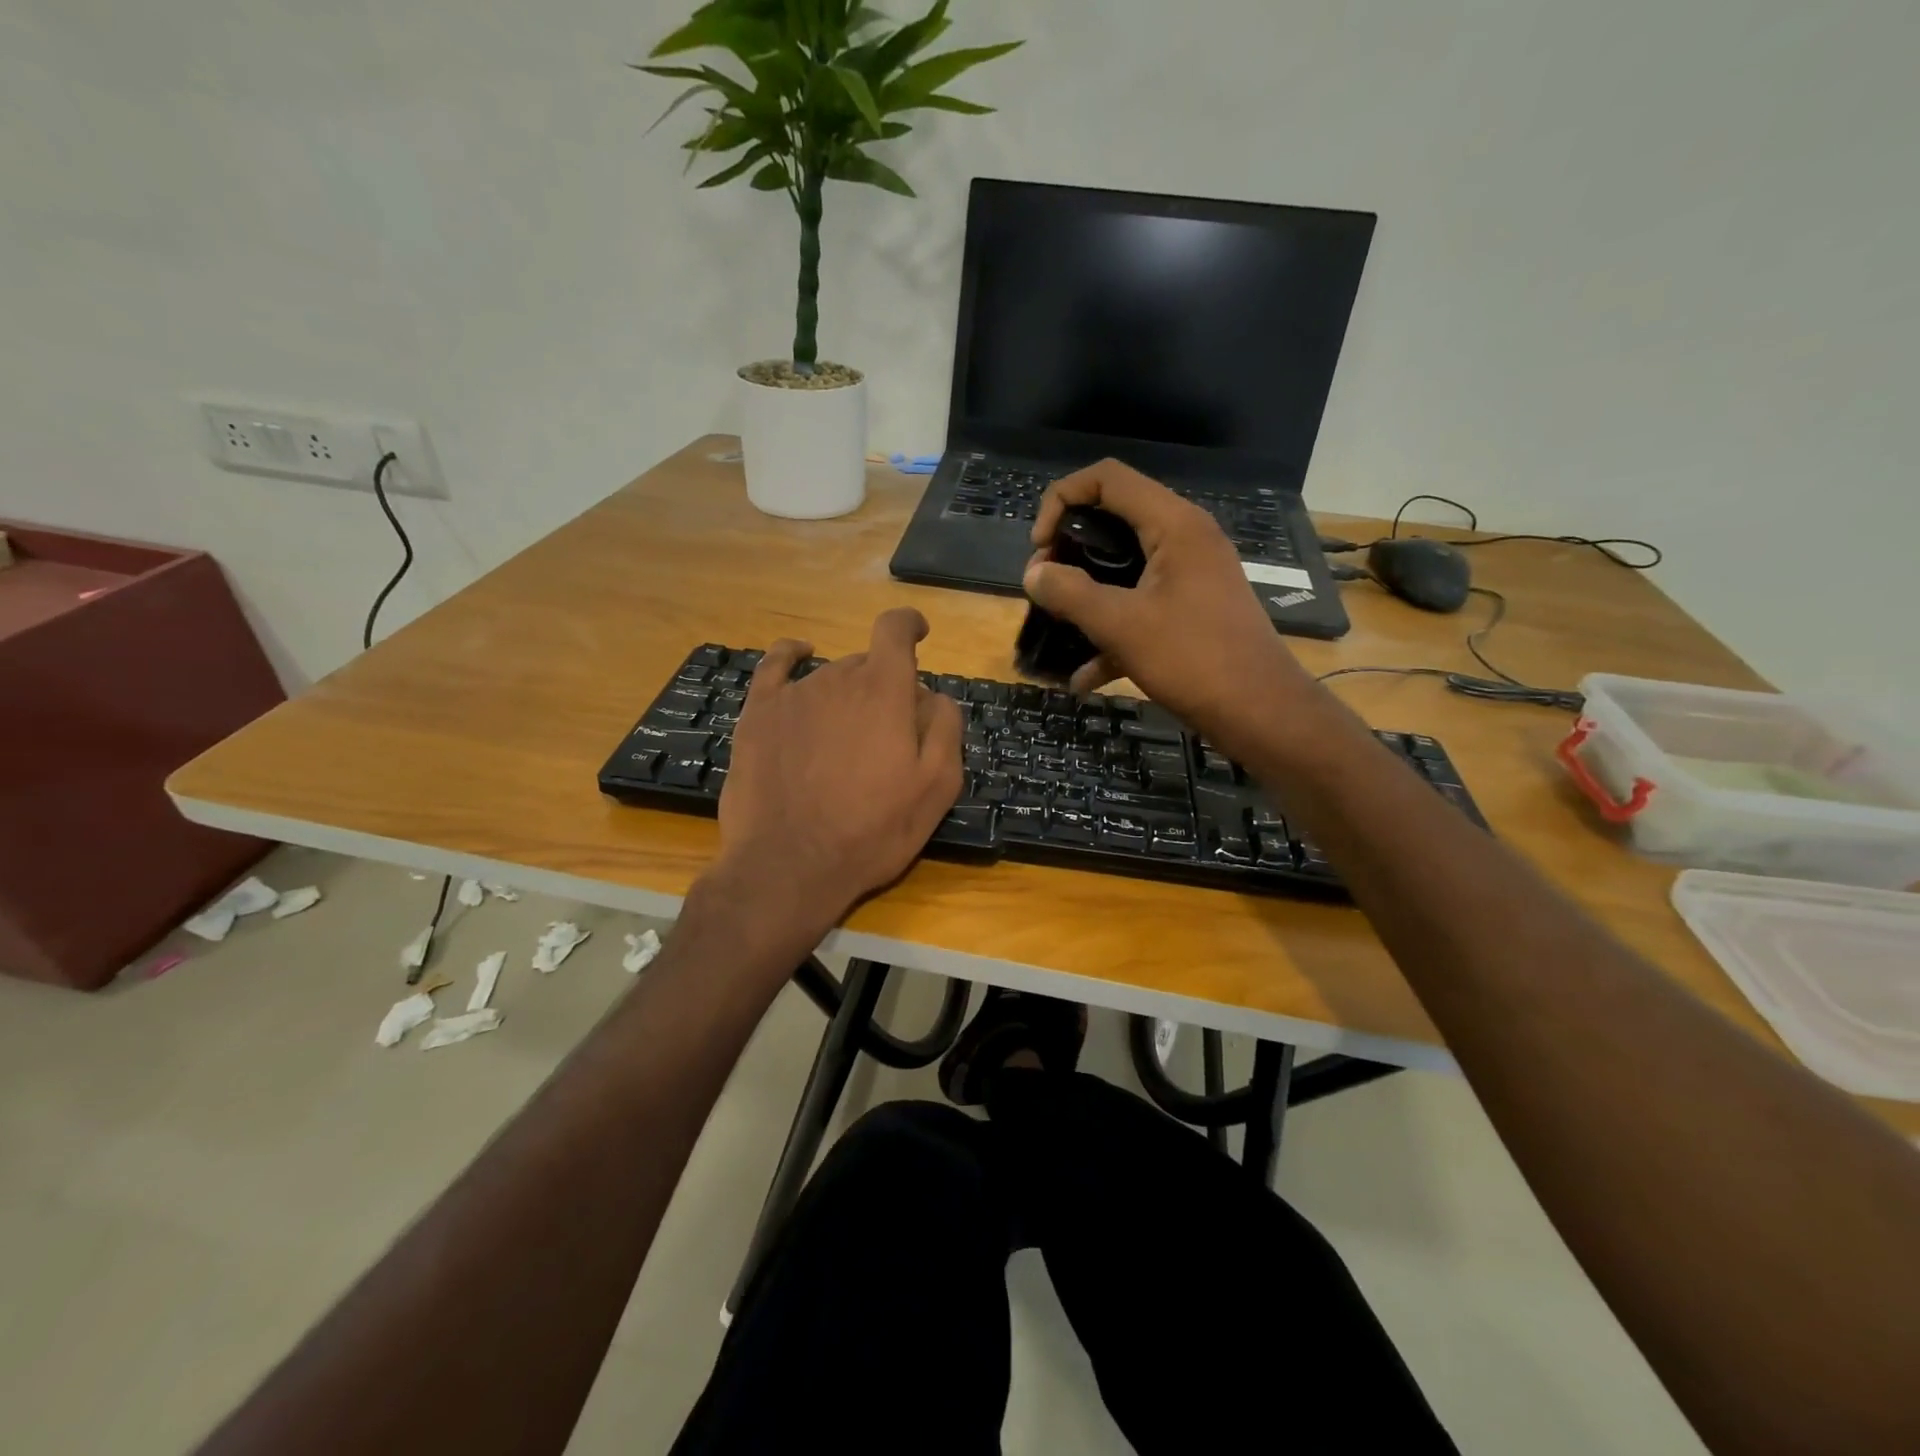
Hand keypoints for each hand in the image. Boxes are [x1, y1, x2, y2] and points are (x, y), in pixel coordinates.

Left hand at [713, 608, 963, 932]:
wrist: (789, 865)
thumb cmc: (871, 831)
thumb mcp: (936, 788)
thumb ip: (944, 728)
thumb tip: (933, 695)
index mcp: (884, 691)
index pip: (895, 631)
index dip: (909, 625)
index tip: (918, 633)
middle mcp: (837, 678)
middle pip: (866, 664)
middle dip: (883, 687)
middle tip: (886, 738)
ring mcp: (793, 694)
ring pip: (830, 675)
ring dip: (846, 693)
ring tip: (845, 740)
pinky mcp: (758, 714)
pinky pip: (775, 666)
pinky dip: (791, 654)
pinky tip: (799, 653)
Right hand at [1025, 460, 1328, 756]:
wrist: (1260, 712)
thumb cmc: (1193, 659)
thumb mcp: (1121, 625)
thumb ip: (1070, 593)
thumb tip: (1033, 574)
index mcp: (1174, 525)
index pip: (1107, 479)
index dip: (1062, 500)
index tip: (1040, 546)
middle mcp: (1185, 539)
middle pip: (1113, 518)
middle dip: (1070, 549)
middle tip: (1045, 586)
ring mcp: (1191, 575)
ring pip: (1124, 566)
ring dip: (1086, 591)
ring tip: (1056, 622)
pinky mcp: (1192, 609)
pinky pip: (1141, 604)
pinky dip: (1112, 630)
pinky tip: (1084, 677)